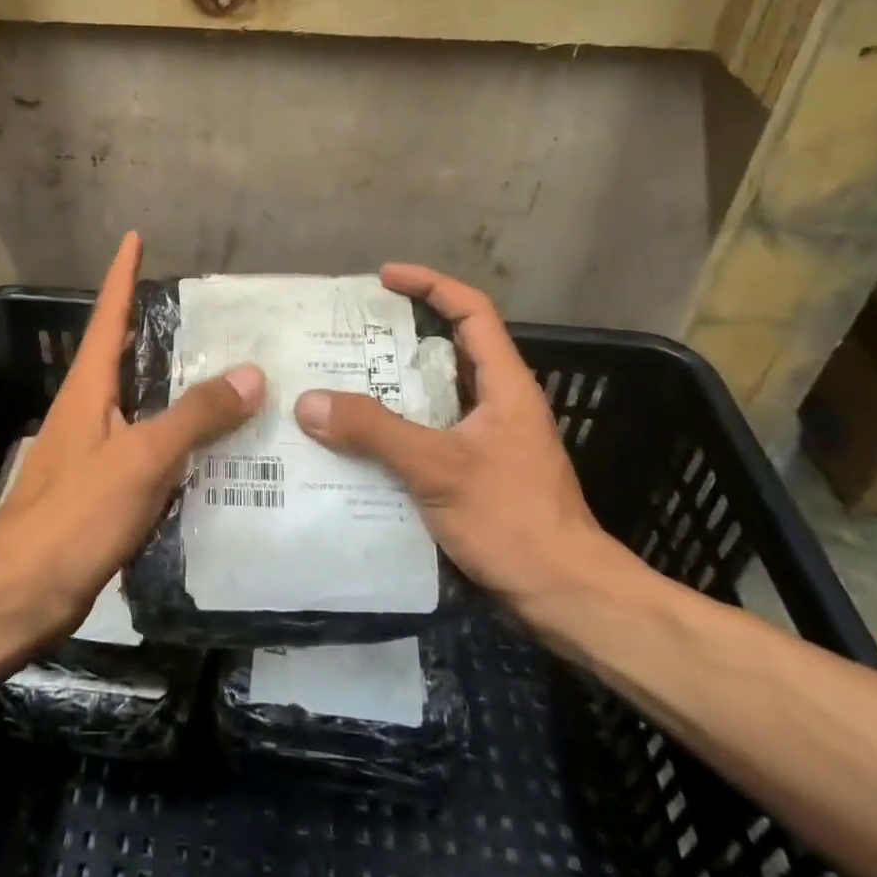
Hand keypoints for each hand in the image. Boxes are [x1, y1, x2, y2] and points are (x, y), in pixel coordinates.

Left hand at [0, 232, 264, 636]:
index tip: (135, 238)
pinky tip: (210, 450)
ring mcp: (90, 451)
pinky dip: (177, 438)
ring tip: (226, 375)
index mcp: (88, 389)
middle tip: (212, 315)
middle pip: (124, 355)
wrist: (20, 596)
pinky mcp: (100, 490)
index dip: (123, 275)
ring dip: (175, 386)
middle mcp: (86, 410)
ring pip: (140, 403)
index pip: (108, 316)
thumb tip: (252, 374)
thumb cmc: (75, 514)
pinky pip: (147, 447)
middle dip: (158, 329)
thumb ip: (196, 415)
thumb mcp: (142, 458)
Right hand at [293, 263, 637, 636]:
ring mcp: (490, 439)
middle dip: (402, 335)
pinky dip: (398, 426)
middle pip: (450, 349)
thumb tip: (310, 402)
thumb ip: (375, 431)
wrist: (566, 597)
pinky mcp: (479, 472)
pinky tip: (362, 442)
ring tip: (344, 381)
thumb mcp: (438, 468)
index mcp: (504, 384)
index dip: (430, 285)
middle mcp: (499, 402)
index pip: (471, 311)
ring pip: (437, 394)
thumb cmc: (512, 520)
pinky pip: (431, 431)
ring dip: (396, 384)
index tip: (384, 278)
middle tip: (350, 334)